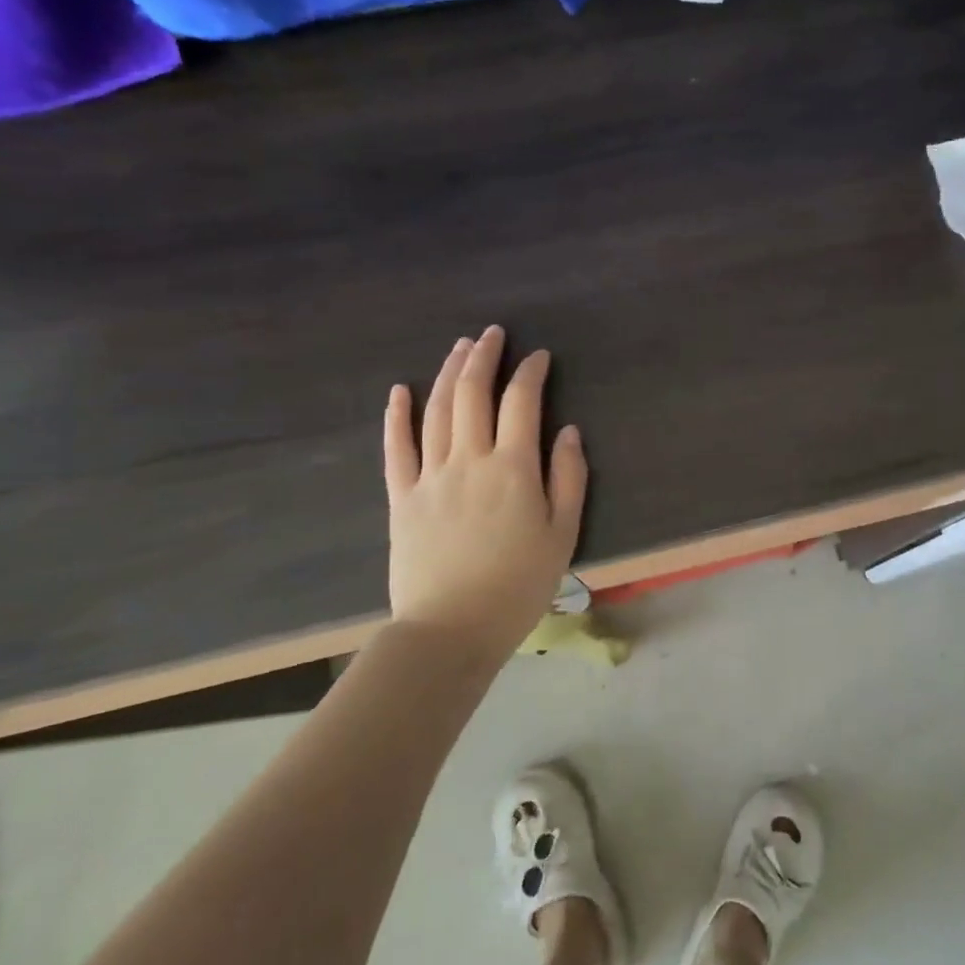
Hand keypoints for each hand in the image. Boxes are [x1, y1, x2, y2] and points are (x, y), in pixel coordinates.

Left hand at [383, 326, 587, 662]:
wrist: (450, 630)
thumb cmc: (518, 585)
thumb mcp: (563, 534)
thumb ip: (568, 477)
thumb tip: (568, 430)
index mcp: (513, 467)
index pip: (521, 402)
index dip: (530, 372)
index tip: (538, 356)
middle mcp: (469, 459)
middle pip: (473, 392)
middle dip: (484, 356)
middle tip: (491, 333)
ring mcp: (430, 475)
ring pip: (437, 410)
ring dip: (448, 373)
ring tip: (459, 348)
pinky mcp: (401, 497)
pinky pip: (396, 447)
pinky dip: (397, 415)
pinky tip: (400, 391)